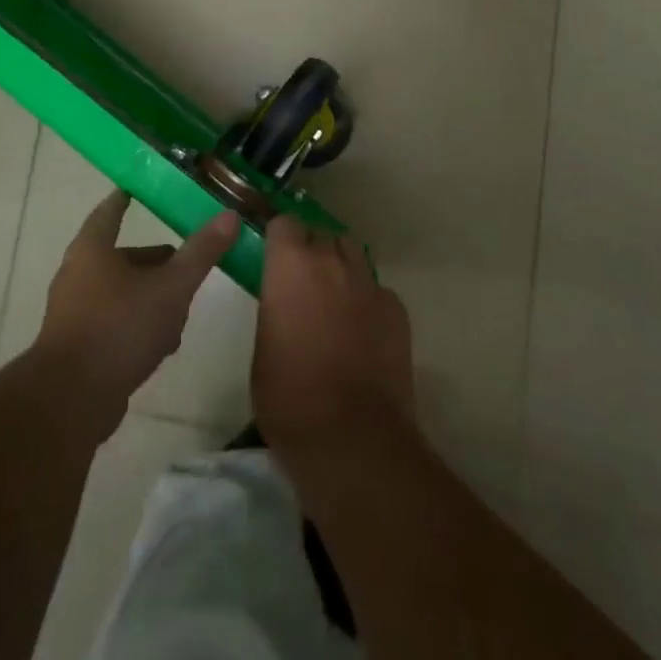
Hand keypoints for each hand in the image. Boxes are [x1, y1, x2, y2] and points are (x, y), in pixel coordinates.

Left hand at [34, 189, 238, 433]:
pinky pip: (114, 323)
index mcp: (93, 249)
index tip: (137, 190)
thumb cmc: (120, 328)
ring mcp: (74, 311)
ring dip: (151, 298)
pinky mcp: (78, 345)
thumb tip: (229, 215)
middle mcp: (78, 273)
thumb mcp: (171, 288)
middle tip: (185, 263)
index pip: (110, 211)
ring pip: (121, 292)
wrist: (71, 399)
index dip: (125, 199)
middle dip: (155, 261)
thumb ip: (200, 253)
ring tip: (182, 312)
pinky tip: (162, 346)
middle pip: (121, 256)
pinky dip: (137, 325)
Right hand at [252, 216, 413, 458]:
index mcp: (290, 265)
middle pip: (322, 235)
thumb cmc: (289, 395)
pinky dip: (367, 300)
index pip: (285, 223)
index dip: (279, 238)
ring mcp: (370, 284)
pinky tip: (362, 331)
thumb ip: (275, 309)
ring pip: (353, 255)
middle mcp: (332, 262)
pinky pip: (377, 289)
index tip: (274, 256)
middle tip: (302, 284)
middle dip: (311, 251)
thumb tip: (285, 305)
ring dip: (340, 268)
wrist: (352, 436)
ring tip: (334, 301)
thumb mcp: (262, 346)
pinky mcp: (397, 310)